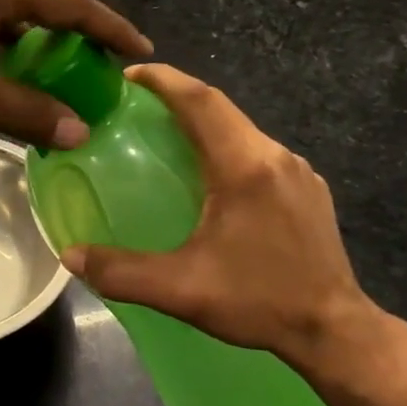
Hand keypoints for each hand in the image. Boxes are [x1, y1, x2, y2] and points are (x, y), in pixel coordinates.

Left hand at [0, 0, 151, 147]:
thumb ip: (28, 110)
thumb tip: (81, 132)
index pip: (72, 4)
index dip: (111, 29)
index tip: (143, 52)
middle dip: (79, 20)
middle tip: (100, 54)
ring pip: (13, 0)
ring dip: (40, 27)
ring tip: (57, 62)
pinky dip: (9, 34)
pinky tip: (3, 62)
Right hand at [60, 64, 389, 381]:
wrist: (337, 331)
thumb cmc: (260, 302)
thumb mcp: (183, 290)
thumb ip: (122, 272)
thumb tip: (69, 256)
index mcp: (244, 167)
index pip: (201, 101)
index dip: (164, 79)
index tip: (129, 74)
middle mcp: (274, 155)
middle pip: (220, 107)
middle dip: (178, 95)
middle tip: (138, 103)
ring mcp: (298, 170)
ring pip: (241, 127)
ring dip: (204, 121)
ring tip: (169, 135)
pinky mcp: (308, 188)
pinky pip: (258, 149)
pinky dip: (227, 144)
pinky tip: (213, 174)